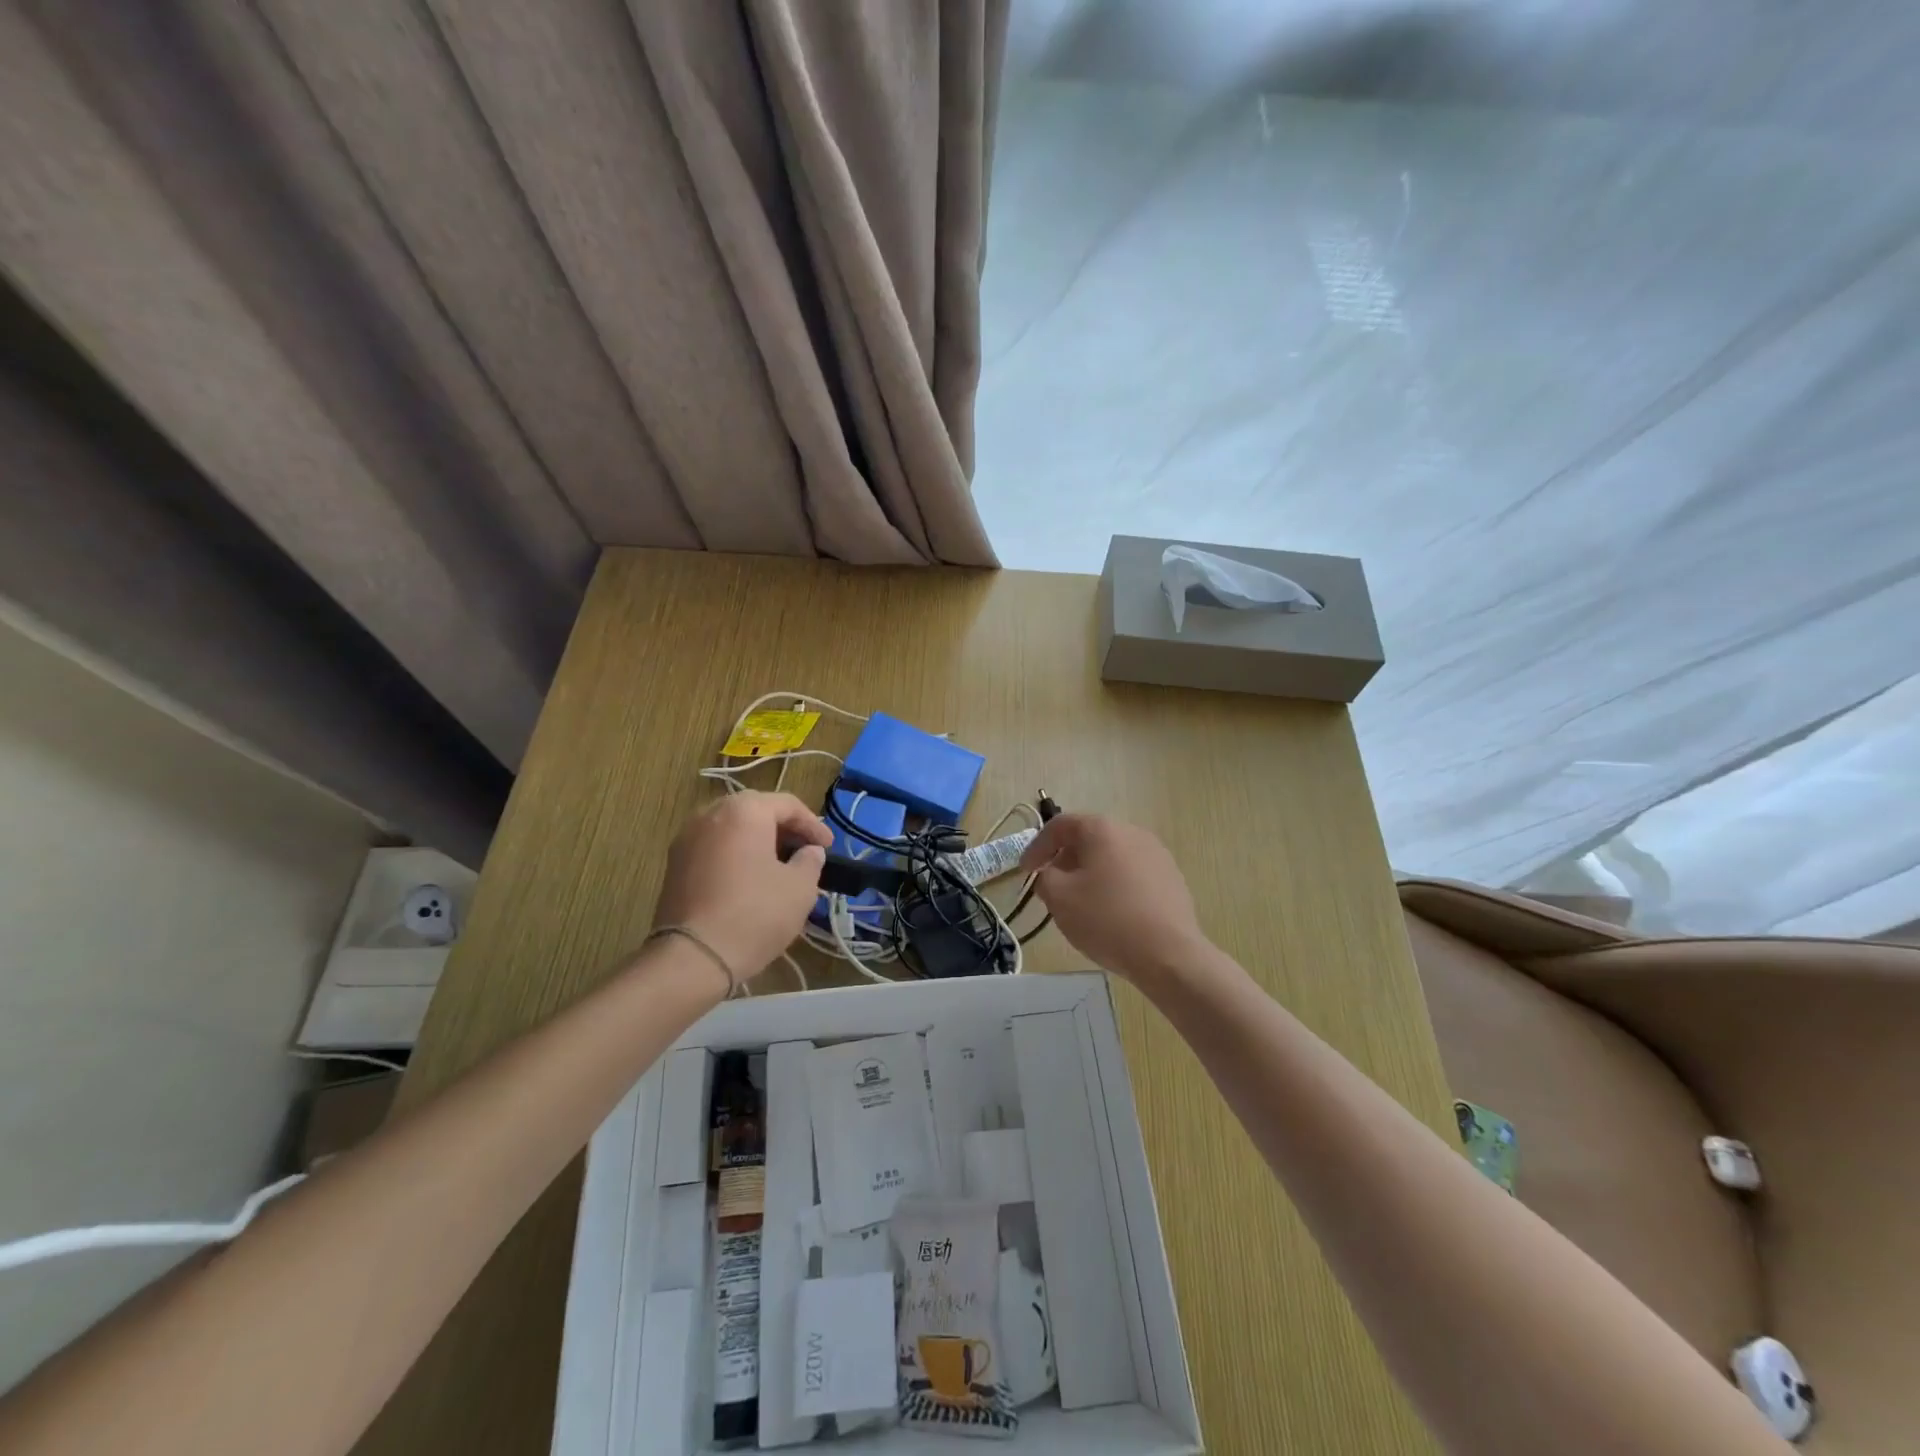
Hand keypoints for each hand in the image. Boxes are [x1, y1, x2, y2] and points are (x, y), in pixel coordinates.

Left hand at [652, 792, 831, 981]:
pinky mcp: (674, 865)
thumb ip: (810, 861)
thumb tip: (809, 852)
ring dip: (759, 842)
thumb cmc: (755, 914)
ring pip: (732, 830)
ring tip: (779, 867)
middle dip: (784, 830)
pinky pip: (714, 848)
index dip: (813, 825)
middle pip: (756, 811)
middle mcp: (710, 814)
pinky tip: (750, 880)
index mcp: (744, 810)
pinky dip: (736, 855)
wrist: (693, 957)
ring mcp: (686, 838)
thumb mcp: (800, 888)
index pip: (787, 804)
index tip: (828, 847)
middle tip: (805, 852)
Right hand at [1018, 813, 1209, 988]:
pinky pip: (1132, 873)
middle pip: (1089, 838)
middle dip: (1065, 859)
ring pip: (1112, 856)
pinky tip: (1111, 912)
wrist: (1169, 954)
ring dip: (1090, 872)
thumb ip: (1044, 878)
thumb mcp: (1059, 898)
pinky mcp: (1171, 878)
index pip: (1060, 825)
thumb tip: (1050, 874)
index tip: (1026, 872)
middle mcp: (1132, 832)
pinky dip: (1114, 884)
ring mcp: (1156, 854)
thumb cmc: (1107, 919)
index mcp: (1102, 829)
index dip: (1037, 846)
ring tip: (1080, 901)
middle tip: (1052, 886)